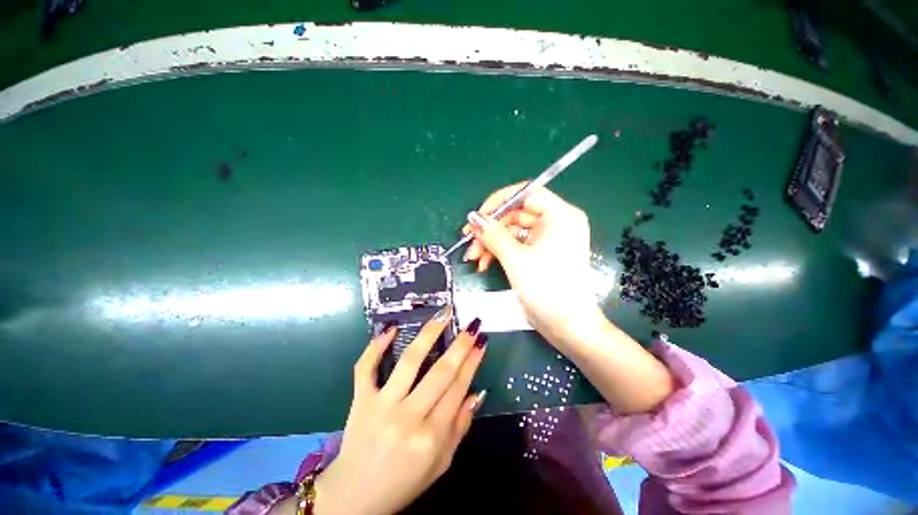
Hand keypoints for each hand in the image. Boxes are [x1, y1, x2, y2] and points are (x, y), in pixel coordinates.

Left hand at [314, 307, 487, 514]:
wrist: (355, 497)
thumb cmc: (404, 481)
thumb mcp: (441, 463)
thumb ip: (460, 427)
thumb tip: (478, 392)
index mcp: (431, 437)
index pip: (458, 388)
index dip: (472, 362)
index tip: (481, 341)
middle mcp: (408, 417)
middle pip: (440, 372)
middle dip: (460, 344)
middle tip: (471, 324)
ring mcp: (381, 405)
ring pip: (409, 361)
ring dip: (429, 333)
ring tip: (443, 313)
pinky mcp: (360, 400)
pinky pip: (366, 367)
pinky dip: (376, 346)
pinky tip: (391, 328)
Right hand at [463, 183, 598, 343]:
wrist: (567, 326)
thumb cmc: (547, 289)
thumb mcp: (516, 259)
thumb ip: (493, 235)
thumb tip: (473, 218)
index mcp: (560, 216)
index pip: (526, 194)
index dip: (499, 202)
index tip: (477, 216)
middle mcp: (555, 223)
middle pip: (515, 214)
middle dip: (490, 229)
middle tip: (469, 241)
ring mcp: (547, 239)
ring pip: (511, 231)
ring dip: (490, 243)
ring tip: (474, 258)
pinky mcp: (539, 253)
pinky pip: (515, 245)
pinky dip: (499, 252)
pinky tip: (483, 264)